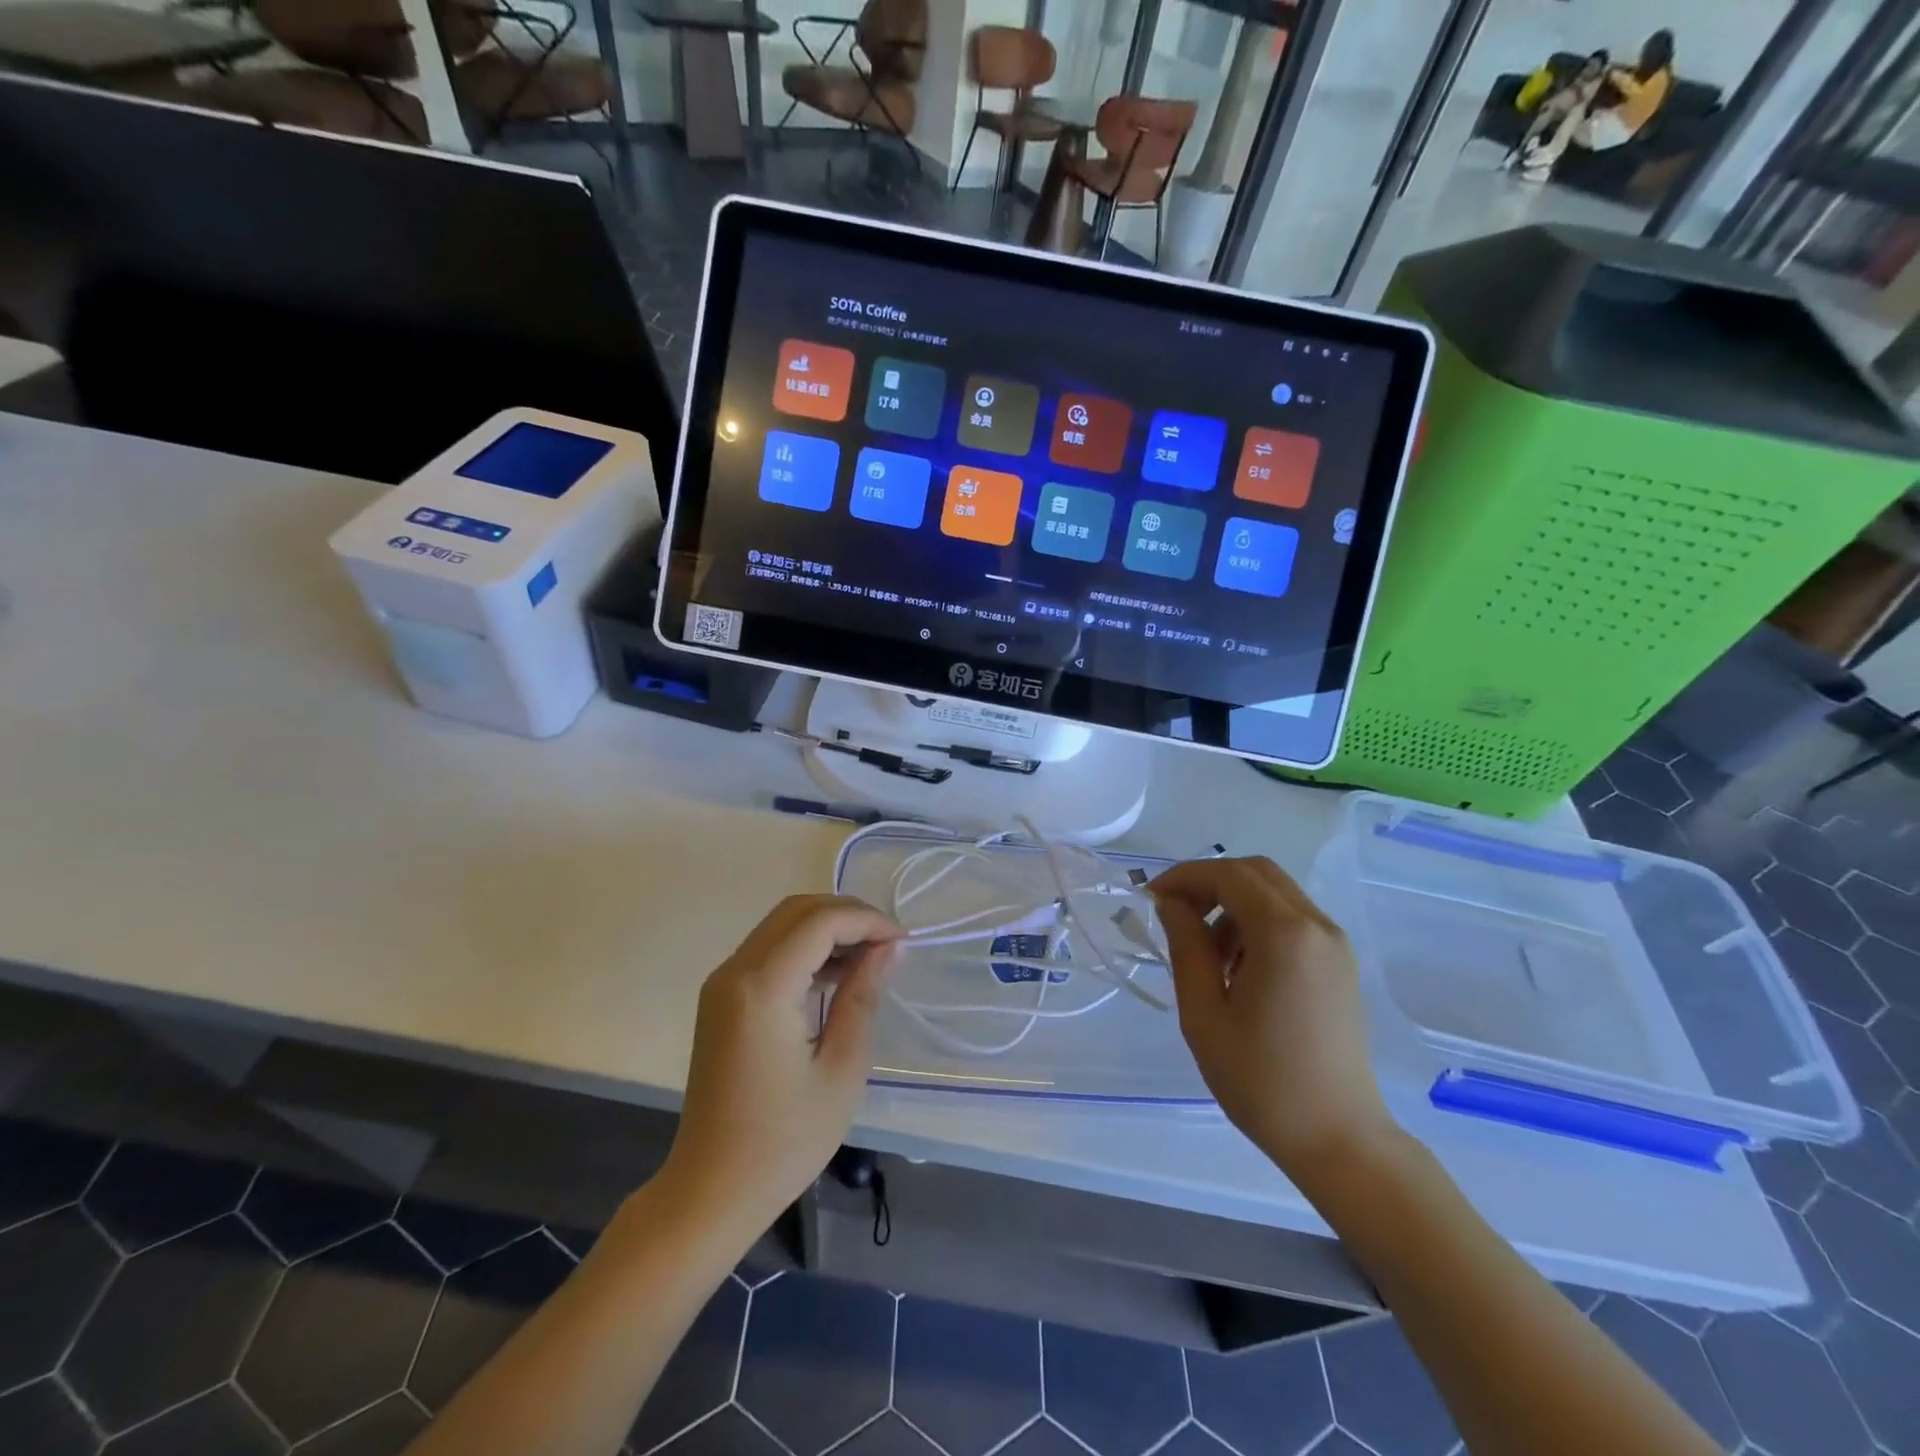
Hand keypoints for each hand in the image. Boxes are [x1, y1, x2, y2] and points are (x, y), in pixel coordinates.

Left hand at [660, 895, 901, 1234]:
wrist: (711, 1190)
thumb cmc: (784, 1140)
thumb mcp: (841, 1069)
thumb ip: (862, 996)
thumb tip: (886, 948)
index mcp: (762, 988)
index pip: (819, 922)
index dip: (866, 920)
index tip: (902, 941)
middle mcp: (734, 972)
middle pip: (797, 911)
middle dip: (847, 915)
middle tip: (888, 942)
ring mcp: (722, 983)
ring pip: (781, 925)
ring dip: (826, 928)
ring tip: (869, 957)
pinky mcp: (720, 999)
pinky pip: (767, 950)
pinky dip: (804, 948)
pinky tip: (835, 975)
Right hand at [1151, 858, 1395, 1179]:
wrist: (1338, 1139)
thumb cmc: (1261, 1080)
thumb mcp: (1204, 1012)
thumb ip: (1186, 946)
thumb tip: (1171, 903)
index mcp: (1284, 933)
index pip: (1227, 874)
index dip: (1184, 877)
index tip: (1151, 900)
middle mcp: (1316, 925)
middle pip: (1255, 872)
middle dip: (1209, 884)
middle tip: (1175, 916)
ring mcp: (1334, 943)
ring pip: (1274, 893)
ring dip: (1233, 904)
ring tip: (1206, 955)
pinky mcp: (1340, 963)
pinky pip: (1292, 919)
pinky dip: (1257, 923)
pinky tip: (1238, 968)